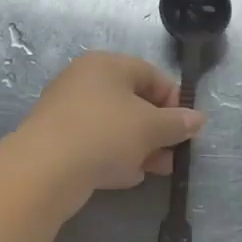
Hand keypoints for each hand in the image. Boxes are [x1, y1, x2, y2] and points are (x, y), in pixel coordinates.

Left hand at [16, 52, 204, 216]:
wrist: (44, 170)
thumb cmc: (105, 134)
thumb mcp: (151, 128)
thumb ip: (178, 122)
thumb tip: (197, 119)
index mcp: (107, 65)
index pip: (152, 75)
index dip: (174, 101)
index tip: (185, 128)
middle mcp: (84, 80)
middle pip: (133, 102)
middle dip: (158, 130)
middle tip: (173, 154)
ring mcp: (67, 110)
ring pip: (115, 125)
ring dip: (140, 147)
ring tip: (155, 170)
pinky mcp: (56, 139)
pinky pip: (95, 142)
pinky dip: (113, 156)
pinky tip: (125, 176)